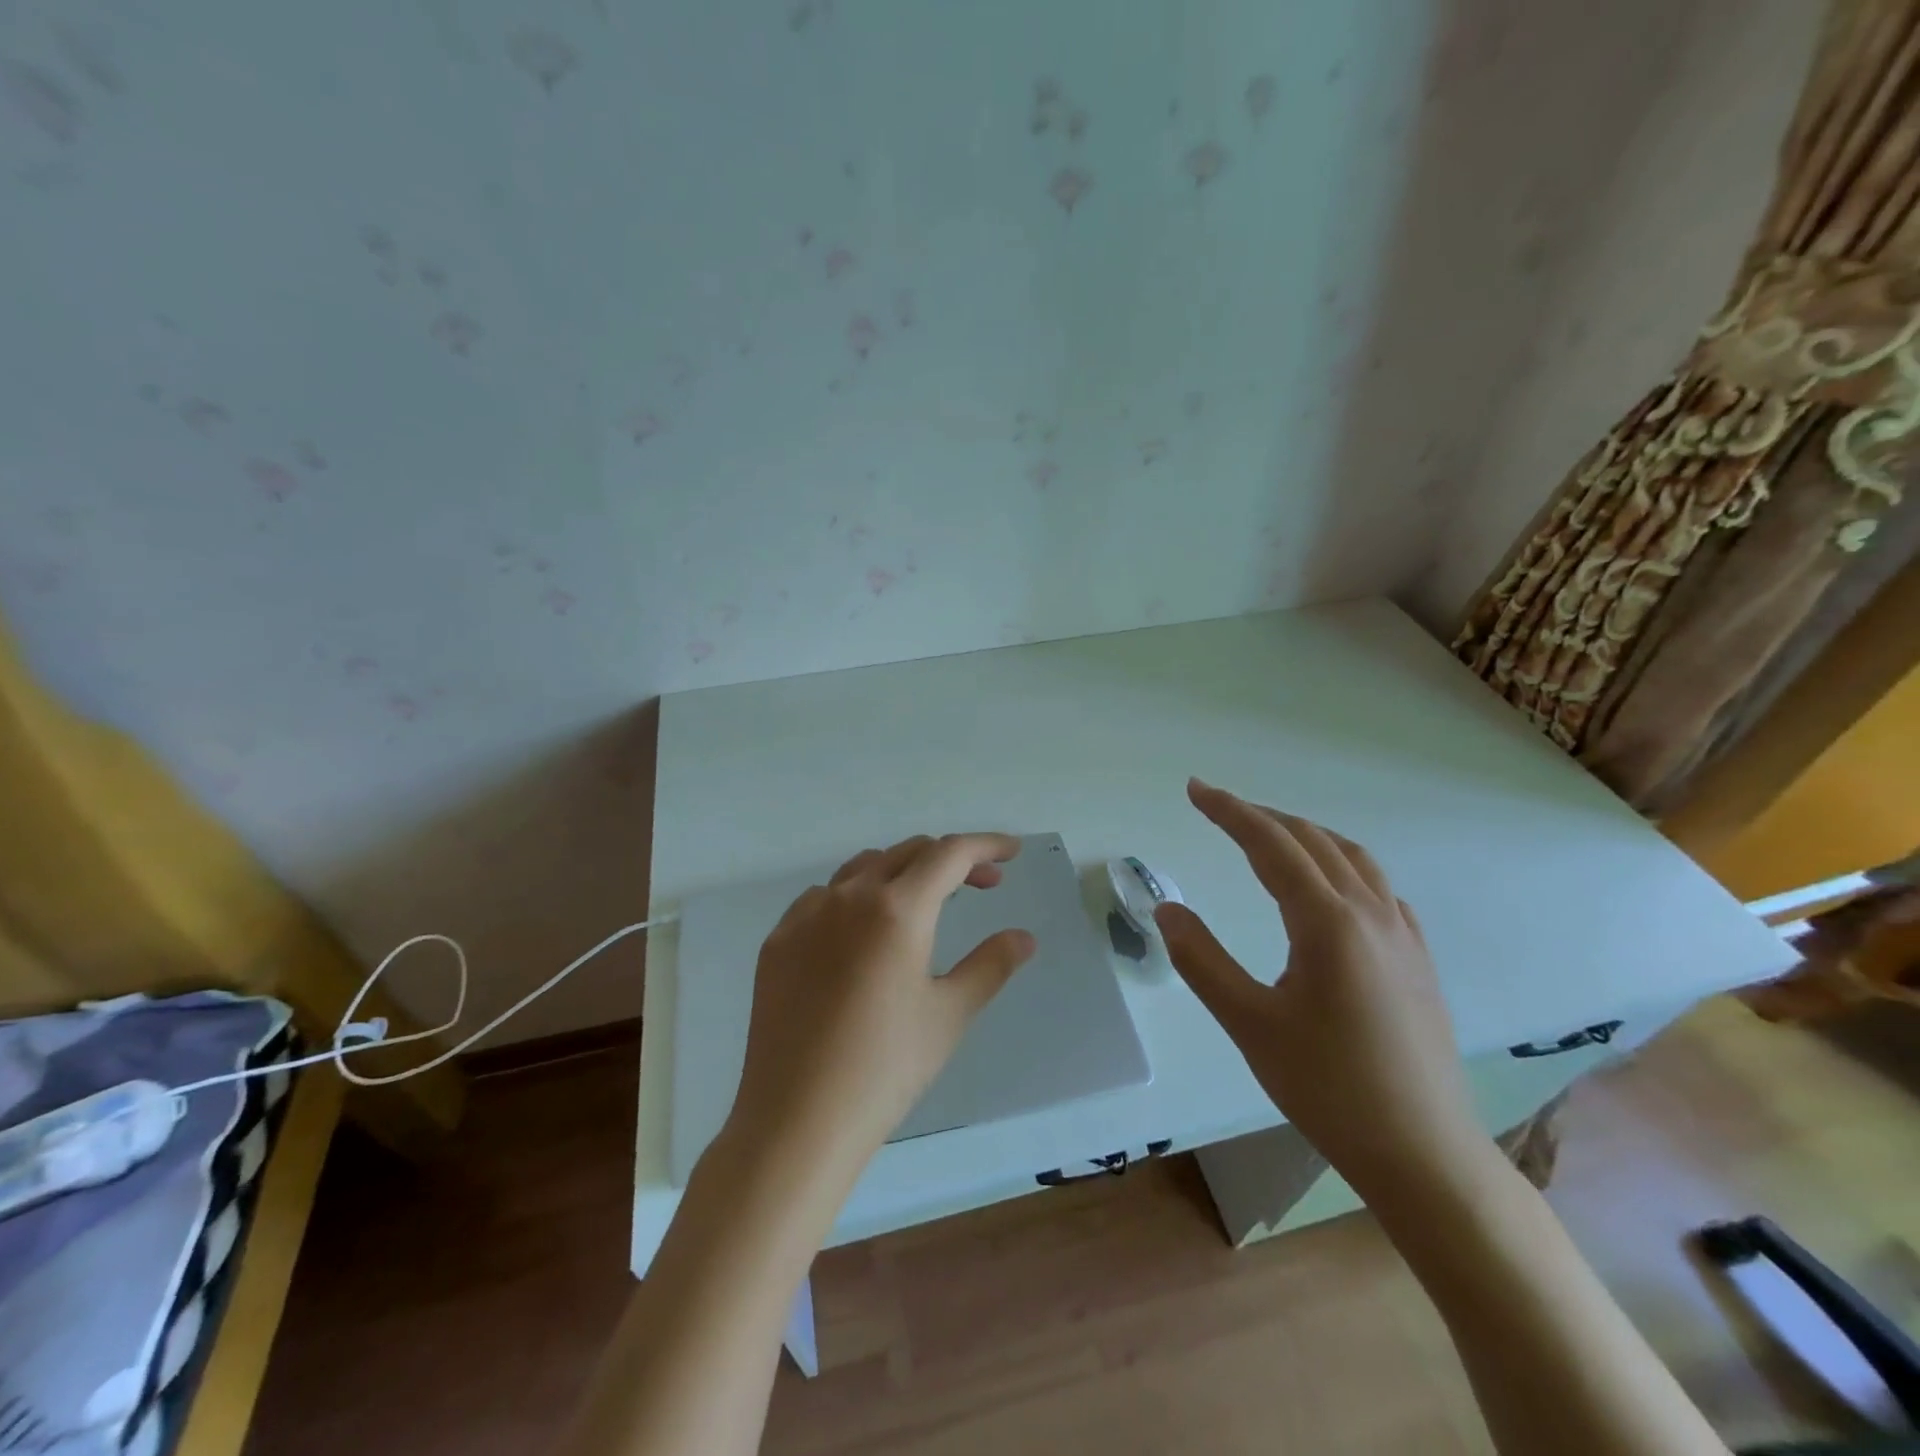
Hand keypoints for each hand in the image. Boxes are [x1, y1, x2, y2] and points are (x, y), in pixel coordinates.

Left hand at [725, 833, 1036, 1175]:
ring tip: (925, 903)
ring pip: (863, 868)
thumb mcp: (950, 1014)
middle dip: (950, 860)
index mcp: (897, 908)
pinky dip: (857, 897)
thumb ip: (991, 964)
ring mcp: (807, 915)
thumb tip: (1024, 937)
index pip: (950, 854)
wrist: (797, 1119)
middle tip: (981, 886)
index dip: (986, 845)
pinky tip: (864, 932)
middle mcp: (849, 896)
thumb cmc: (886, 1067)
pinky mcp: (779, 940)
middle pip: (908, 853)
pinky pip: (825, 897)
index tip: (1012, 851)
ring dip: (903, 872)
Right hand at [1156, 778, 1480, 1192]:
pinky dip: (1341, 864)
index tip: (1194, 790)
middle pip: (1310, 841)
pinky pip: (1378, 887)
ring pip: (1351, 858)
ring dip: (1303, 835)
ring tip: (1267, 835)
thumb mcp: (1249, 1023)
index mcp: (1328, 922)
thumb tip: (1167, 910)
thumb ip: (1202, 960)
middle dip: (1260, 816)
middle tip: (1216, 807)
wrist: (1423, 1154)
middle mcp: (1370, 913)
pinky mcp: (1417, 959)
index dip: (1229, 811)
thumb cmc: (1328, 1087)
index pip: (1270, 845)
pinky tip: (1330, 888)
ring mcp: (1402, 935)